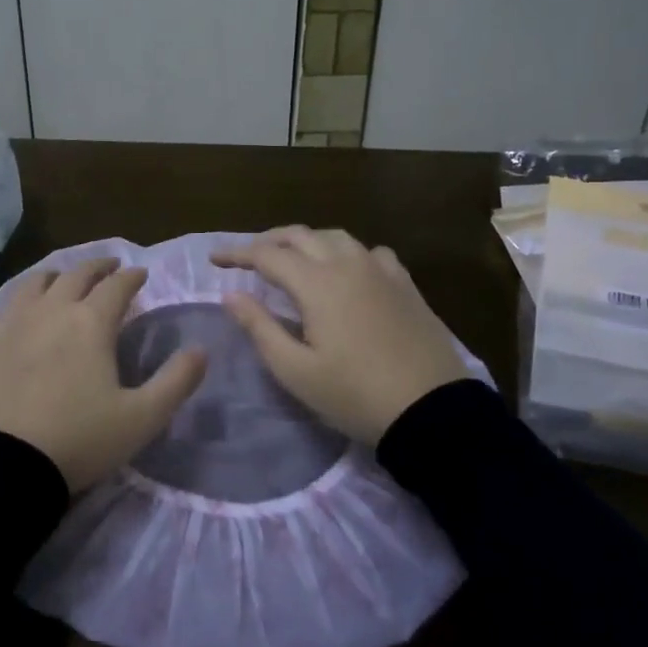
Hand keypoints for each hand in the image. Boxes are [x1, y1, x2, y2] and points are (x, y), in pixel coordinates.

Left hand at [0, 258, 207, 493]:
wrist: (8, 467)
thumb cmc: (80, 440)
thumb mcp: (143, 418)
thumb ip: (177, 380)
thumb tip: (201, 349)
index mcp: (91, 323)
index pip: (118, 286)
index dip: (132, 277)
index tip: (141, 274)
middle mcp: (52, 310)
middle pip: (76, 275)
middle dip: (98, 268)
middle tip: (109, 268)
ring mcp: (11, 323)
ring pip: (33, 283)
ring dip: (52, 276)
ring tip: (59, 279)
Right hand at [212, 227, 473, 445]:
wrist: (432, 411)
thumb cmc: (355, 394)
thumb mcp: (296, 370)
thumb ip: (260, 327)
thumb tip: (231, 295)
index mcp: (317, 283)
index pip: (267, 255)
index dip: (237, 254)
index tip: (215, 260)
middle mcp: (348, 264)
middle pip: (300, 235)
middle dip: (268, 241)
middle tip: (247, 256)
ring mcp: (381, 270)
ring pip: (335, 237)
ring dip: (306, 240)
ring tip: (292, 257)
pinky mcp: (405, 283)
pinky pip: (370, 252)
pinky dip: (346, 252)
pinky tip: (347, 269)